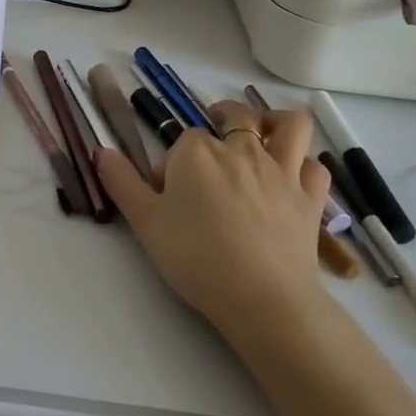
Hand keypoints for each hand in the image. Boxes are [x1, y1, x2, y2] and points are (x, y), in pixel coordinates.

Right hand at [95, 102, 331, 336]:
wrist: (262, 299)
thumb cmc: (196, 257)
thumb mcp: (144, 222)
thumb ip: (121, 181)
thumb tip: (100, 150)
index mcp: (196, 151)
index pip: (181, 142)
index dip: (173, 166)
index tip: (168, 197)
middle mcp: (240, 148)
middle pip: (233, 116)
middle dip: (221, 119)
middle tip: (212, 145)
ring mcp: (281, 170)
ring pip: (288, 125)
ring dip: (274, 121)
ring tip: (261, 133)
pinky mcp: (310, 197)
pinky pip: (315, 165)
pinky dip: (305, 164)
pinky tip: (293, 176)